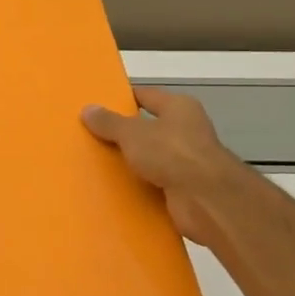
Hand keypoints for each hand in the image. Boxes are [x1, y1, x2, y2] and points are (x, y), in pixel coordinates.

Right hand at [82, 85, 251, 245]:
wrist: (207, 199)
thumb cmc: (172, 153)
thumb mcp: (132, 133)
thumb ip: (109, 122)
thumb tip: (87, 109)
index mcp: (179, 107)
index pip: (146, 96)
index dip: (123, 99)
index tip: (98, 106)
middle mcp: (186, 130)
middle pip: (148, 128)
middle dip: (123, 134)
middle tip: (91, 137)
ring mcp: (187, 161)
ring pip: (151, 158)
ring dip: (131, 163)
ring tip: (98, 165)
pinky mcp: (185, 188)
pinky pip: (155, 183)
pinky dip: (139, 186)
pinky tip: (116, 190)